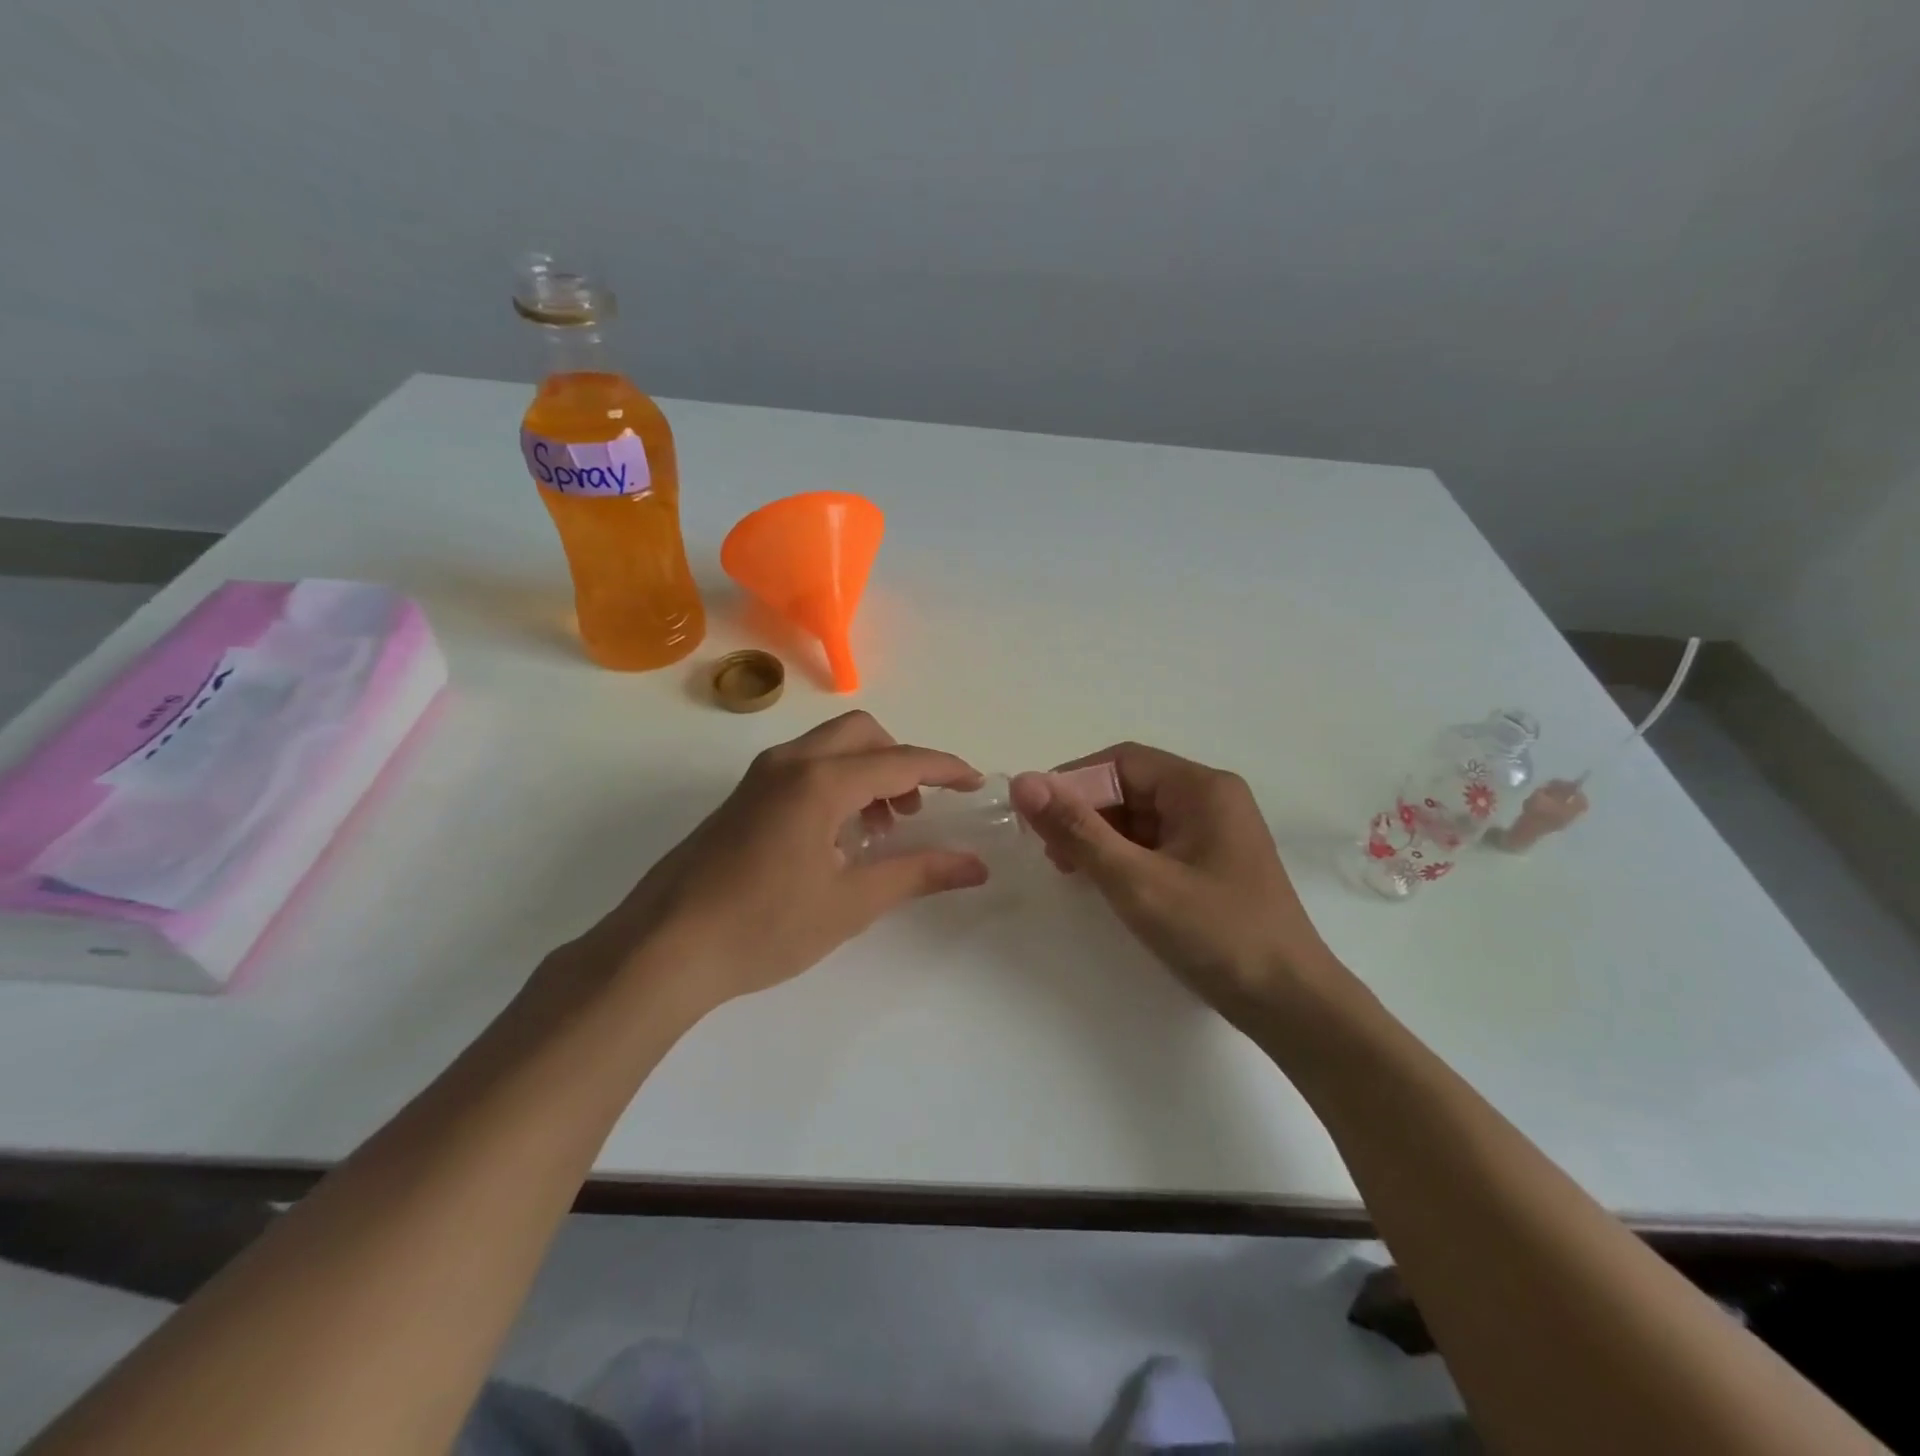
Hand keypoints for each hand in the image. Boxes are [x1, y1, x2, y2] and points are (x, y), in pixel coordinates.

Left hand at [576, 712, 988, 1013]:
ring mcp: (760, 776)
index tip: (976, 783)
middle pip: (863, 734)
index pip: (900, 761)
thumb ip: (917, 873)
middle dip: (901, 761)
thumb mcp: (851, 903)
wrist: (664, 948)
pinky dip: (837, 782)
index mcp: (820, 781)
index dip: (945, 769)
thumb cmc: (764, 927)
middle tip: (918, 810)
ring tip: (881, 830)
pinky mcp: (742, 796)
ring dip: (868, 772)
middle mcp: (790, 763)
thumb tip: (975, 866)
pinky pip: (804, 767)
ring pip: (830, 747)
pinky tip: (838, 837)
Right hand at [1010, 744, 1334, 1019]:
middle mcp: (1211, 799)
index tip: (1035, 815)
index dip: (1073, 782)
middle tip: (1049, 850)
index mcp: (1202, 788)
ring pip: (1141, 816)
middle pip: (1131, 786)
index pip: (1122, 762)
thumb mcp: (1136, 881)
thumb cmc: (1216, 934)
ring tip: (1069, 869)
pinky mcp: (1213, 863)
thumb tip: (1023, 782)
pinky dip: (1124, 855)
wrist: (1291, 1004)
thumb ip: (1077, 830)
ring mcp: (1215, 832)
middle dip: (1085, 812)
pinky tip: (1103, 880)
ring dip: (1101, 835)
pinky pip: (1157, 843)